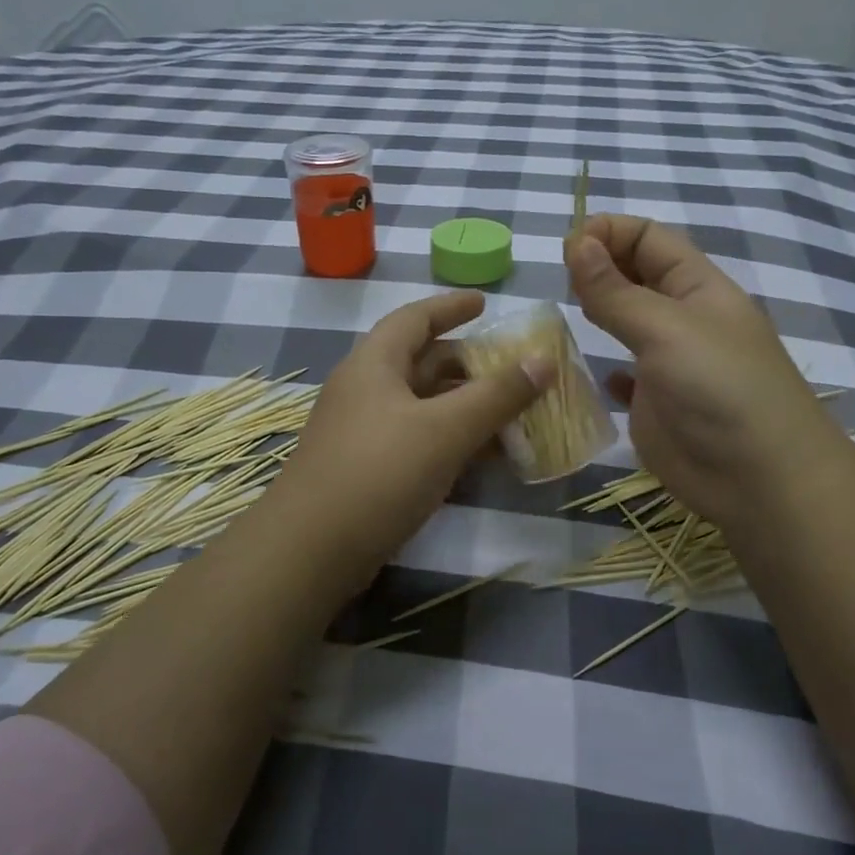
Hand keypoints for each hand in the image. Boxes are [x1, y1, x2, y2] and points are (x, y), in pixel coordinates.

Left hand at [262, 291, 547, 577]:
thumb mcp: (445, 429)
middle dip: (468, 363)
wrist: (311, 552)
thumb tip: (543, 361)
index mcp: (374, 365)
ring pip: (424, 406)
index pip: (415, 318)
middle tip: (511, 367)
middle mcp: (366, 391)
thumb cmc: (378, 473)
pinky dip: (452, 440)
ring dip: (465, 406)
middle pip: (422, 362)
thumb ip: (497, 395)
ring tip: (511, 413)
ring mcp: (365, 432)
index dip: (451, 306)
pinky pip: (419, 440)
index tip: (485, 303)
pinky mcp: (369, 470)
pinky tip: (485, 458)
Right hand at [564, 214, 842, 536]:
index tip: (568, 247)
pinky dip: (605, 369)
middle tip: (561, 279)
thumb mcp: (665, 329)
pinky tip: (591, 373)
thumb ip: (616, 290)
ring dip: (598, 310)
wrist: (758, 478)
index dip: (609, 233)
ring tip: (566, 312)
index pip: (650, 238)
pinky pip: (625, 375)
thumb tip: (576, 242)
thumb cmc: (718, 388)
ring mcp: (670, 362)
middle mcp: (683, 317)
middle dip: (599, 266)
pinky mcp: (656, 403)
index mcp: (697, 286)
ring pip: (627, 321)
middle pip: (637, 274)